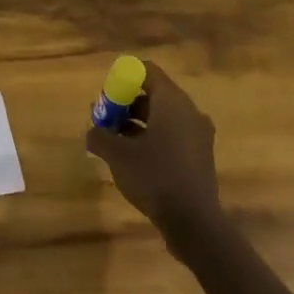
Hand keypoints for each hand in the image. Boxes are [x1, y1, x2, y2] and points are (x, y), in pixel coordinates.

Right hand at [86, 62, 222, 246]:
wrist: (194, 222)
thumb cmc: (155, 177)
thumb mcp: (117, 155)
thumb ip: (100, 136)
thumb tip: (93, 132)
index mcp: (172, 101)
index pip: (147, 71)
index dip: (123, 78)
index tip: (106, 96)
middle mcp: (189, 112)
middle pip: (154, 94)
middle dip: (126, 103)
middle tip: (104, 120)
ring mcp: (198, 135)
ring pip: (162, 117)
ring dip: (136, 123)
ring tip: (114, 142)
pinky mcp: (200, 156)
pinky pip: (172, 135)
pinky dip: (151, 138)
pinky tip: (134, 159)